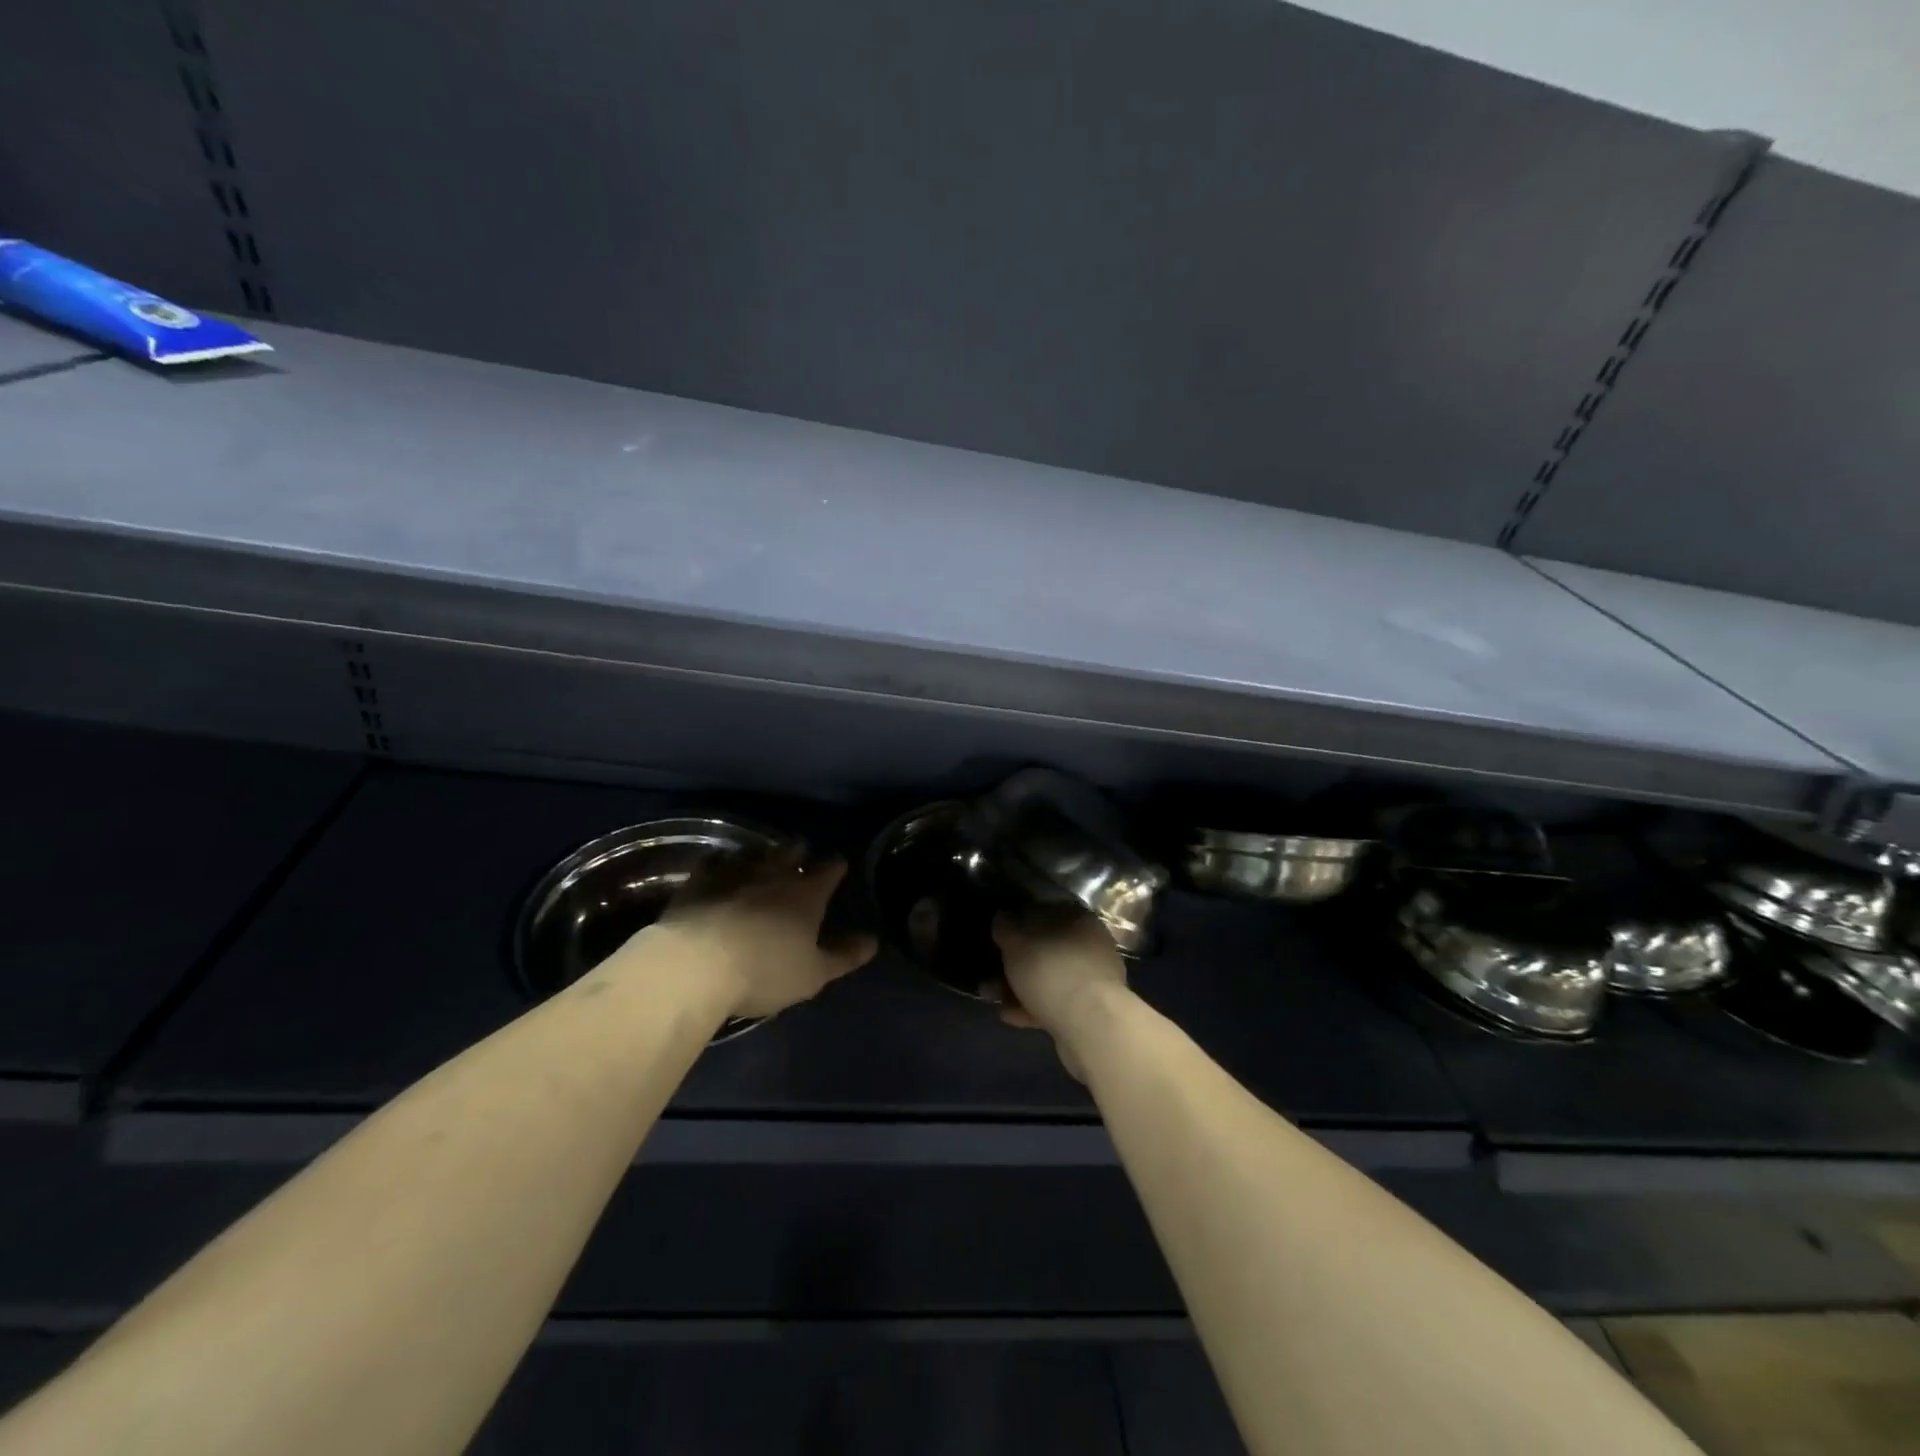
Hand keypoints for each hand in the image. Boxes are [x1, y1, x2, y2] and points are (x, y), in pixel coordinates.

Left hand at [647, 847, 876, 1018]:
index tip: (838, 865)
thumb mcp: (813, 974)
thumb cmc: (765, 972)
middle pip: (791, 852)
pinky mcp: (700, 881)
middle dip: (799, 851)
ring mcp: (735, 873)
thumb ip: (844, 956)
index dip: (836, 866)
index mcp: (807, 895)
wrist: (698, 965)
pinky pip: (715, 862)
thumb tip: (872, 940)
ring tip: (763, 856)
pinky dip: (722, 862)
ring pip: (755, 852)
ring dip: (762, 852)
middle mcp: (774, 874)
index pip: (830, 869)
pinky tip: (720, 866)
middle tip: (801, 853)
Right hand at [993, 906, 1130, 1077]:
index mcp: (1076, 918)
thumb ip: (1006, 928)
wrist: (1091, 1025)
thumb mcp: (1017, 944)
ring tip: (991, 997)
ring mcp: (1092, 977)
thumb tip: (1002, 918)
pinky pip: (1056, 1001)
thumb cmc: (1051, 971)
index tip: (997, 936)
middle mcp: (1089, 943)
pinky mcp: (1090, 1008)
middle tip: (990, 972)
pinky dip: (1033, 1006)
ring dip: (1019, 986)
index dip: (1017, 922)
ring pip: (1048, 976)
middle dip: (1015, 961)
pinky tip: (1010, 1015)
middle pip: (1045, 947)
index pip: (1043, 911)